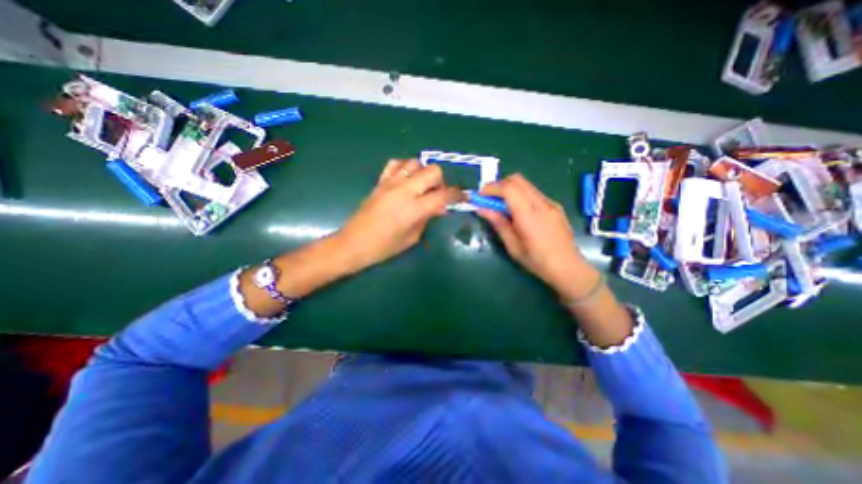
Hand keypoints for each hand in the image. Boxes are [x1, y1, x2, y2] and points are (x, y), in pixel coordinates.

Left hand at [336, 159, 460, 269]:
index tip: (463, 197)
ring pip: (415, 163)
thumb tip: (439, 208)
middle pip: (432, 171)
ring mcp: (390, 183)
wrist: (354, 243)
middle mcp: (404, 190)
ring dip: (424, 173)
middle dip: (441, 181)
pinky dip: (405, 168)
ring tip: (422, 187)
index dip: (457, 195)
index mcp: (414, 208)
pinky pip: (396, 164)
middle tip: (438, 195)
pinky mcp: (380, 182)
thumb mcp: (412, 238)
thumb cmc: (384, 247)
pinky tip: (406, 180)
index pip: (443, 195)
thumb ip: (427, 219)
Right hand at [479, 174, 600, 302]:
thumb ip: (498, 223)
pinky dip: (520, 195)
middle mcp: (542, 204)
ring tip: (500, 206)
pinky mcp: (555, 206)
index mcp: (530, 216)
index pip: (509, 188)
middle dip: (499, 185)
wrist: (568, 268)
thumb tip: (482, 209)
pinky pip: (533, 193)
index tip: (480, 195)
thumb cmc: (537, 261)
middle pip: (518, 180)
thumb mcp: (513, 246)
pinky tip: (517, 211)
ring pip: (526, 185)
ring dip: (509, 190)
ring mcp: (551, 203)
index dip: (492, 188)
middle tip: (488, 199)